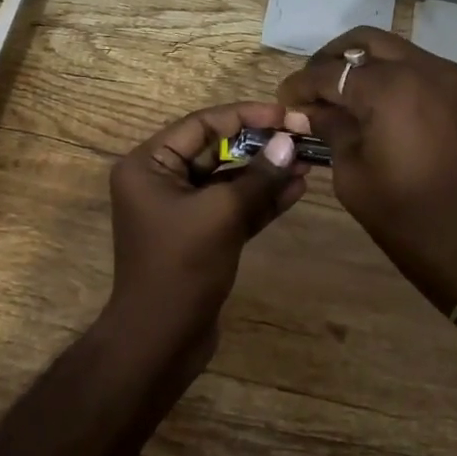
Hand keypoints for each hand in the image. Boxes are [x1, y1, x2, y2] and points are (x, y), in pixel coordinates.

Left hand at [105, 101, 308, 362]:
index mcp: (148, 165)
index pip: (200, 125)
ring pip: (228, 180)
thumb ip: (257, 177)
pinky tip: (296, 188)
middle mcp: (161, 181)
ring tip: (308, 161)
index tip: (285, 115)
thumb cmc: (181, 268)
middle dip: (259, 145)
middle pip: (215, 150)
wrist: (161, 340)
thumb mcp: (221, 215)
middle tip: (302, 137)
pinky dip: (261, 199)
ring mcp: (181, 210)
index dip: (244, 116)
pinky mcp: (201, 235)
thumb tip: (290, 144)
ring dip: (266, 172)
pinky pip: (233, 207)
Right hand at [277, 28, 456, 312]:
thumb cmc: (408, 219)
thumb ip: (331, 130)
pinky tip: (380, 110)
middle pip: (366, 41)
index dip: (301, 85)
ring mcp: (454, 79)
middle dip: (332, 60)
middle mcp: (425, 69)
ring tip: (344, 100)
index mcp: (391, 88)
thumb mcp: (354, 175)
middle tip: (313, 91)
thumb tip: (307, 111)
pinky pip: (423, 70)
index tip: (284, 102)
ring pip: (398, 52)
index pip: (330, 71)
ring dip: (365, 67)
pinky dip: (396, 79)